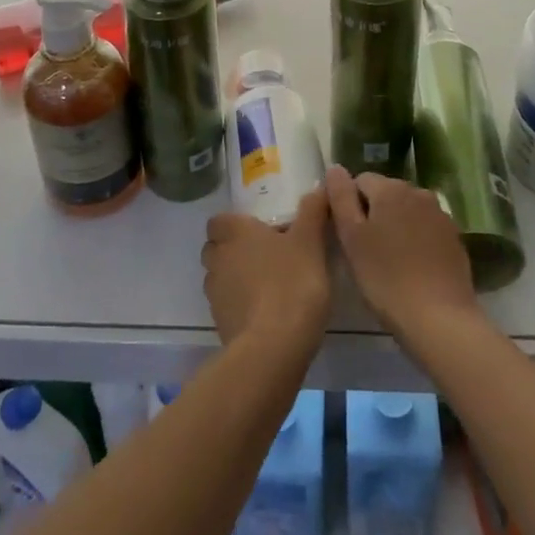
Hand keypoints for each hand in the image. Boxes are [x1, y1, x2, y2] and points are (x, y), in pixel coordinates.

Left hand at [201, 188, 331, 355]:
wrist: (273, 347)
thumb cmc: (291, 283)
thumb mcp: (310, 242)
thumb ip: (313, 212)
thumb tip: (319, 187)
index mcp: (234, 232)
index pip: (218, 220)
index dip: (234, 223)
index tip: (258, 230)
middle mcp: (217, 258)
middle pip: (216, 248)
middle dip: (233, 250)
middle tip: (265, 255)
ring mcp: (215, 293)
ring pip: (219, 277)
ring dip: (235, 278)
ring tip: (267, 285)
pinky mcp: (219, 323)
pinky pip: (226, 306)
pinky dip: (240, 305)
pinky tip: (265, 313)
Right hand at [326, 166, 480, 343]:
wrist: (440, 319)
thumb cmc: (386, 278)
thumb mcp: (351, 238)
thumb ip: (340, 198)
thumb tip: (335, 168)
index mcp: (390, 188)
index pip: (360, 181)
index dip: (349, 205)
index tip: (348, 235)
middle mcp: (418, 192)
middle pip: (385, 193)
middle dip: (373, 213)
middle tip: (366, 250)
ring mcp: (440, 214)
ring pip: (407, 211)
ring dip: (395, 225)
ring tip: (389, 260)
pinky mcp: (454, 238)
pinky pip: (426, 228)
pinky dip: (416, 239)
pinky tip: (412, 267)